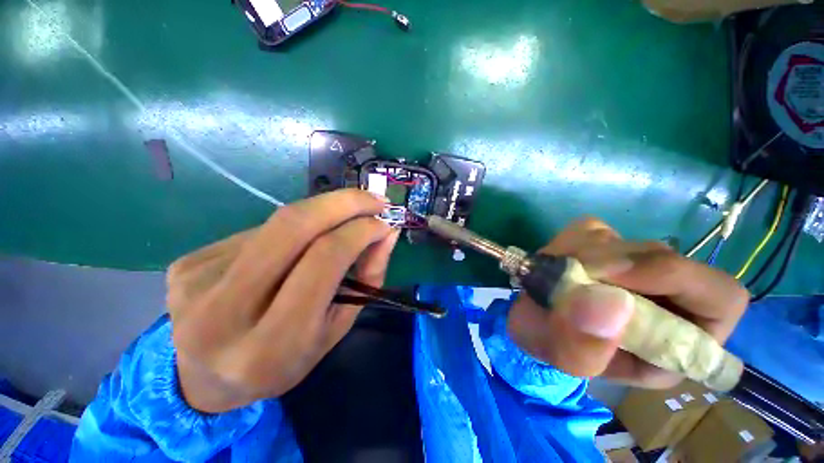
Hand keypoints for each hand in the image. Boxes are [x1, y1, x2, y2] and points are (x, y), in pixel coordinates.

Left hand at [167, 190, 399, 412]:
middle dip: (343, 202)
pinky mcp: (186, 263)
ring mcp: (196, 281)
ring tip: (341, 224)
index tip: (385, 223)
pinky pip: (257, 233)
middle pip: (293, 226)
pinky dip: (291, 232)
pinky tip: (293, 249)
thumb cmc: (283, 362)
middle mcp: (224, 310)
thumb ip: (366, 279)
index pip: (324, 260)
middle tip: (375, 198)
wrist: (205, 379)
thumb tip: (386, 234)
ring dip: (321, 216)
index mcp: (271, 344)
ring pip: (278, 225)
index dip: (359, 231)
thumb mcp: (336, 329)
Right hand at [507, 217, 748, 387]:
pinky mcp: (604, 242)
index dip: (677, 279)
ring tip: (554, 277)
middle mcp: (668, 295)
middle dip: (608, 265)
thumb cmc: (556, 347)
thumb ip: (586, 346)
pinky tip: (555, 263)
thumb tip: (610, 303)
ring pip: (622, 241)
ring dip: (579, 255)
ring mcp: (636, 262)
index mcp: (679, 337)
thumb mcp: (566, 360)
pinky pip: (590, 230)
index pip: (720, 297)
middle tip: (567, 275)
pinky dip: (566, 243)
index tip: (614, 276)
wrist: (534, 319)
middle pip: (662, 257)